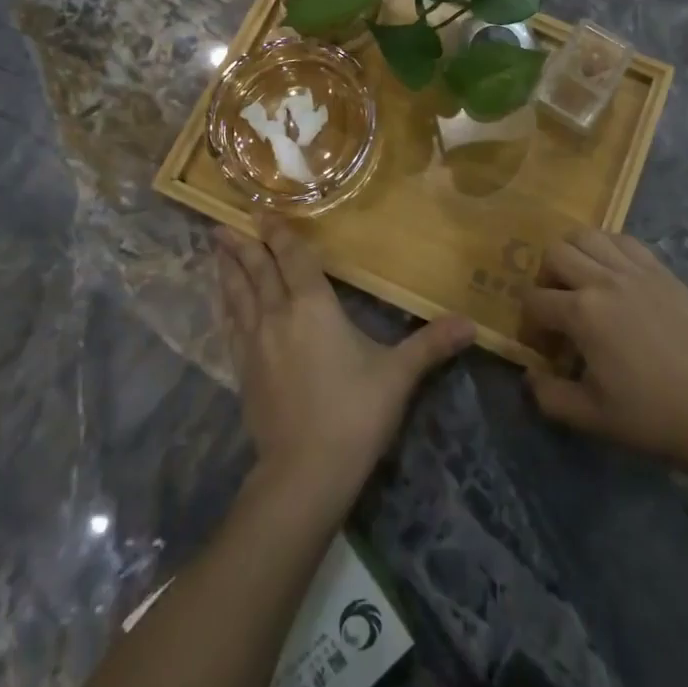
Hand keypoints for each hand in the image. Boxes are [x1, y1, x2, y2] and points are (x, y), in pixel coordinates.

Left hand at [215, 219, 473, 518]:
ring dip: (227, 271)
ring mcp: (255, 346)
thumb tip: (472, 324)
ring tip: (215, 251)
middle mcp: (278, 316)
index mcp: (313, 306)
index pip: (292, 259)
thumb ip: (430, 345)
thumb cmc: (354, 413)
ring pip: (237, 297)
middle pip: (257, 272)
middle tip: (221, 223)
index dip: (277, 233)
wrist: (303, 475)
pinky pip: (230, 328)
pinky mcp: (243, 374)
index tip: (261, 211)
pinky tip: (223, 307)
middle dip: (242, 246)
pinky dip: (225, 308)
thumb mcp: (397, 375)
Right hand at [520, 229, 687, 472]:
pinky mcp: (660, 269)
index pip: (534, 300)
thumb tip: (530, 376)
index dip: (530, 322)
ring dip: (574, 254)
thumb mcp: (589, 417)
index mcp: (582, 313)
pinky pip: (623, 239)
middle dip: (545, 278)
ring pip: (587, 235)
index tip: (543, 345)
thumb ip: (548, 396)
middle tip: (557, 306)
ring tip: (582, 281)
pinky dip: (608, 248)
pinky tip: (612, 272)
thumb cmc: (649, 414)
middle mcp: (603, 279)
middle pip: (555, 253)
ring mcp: (634, 269)